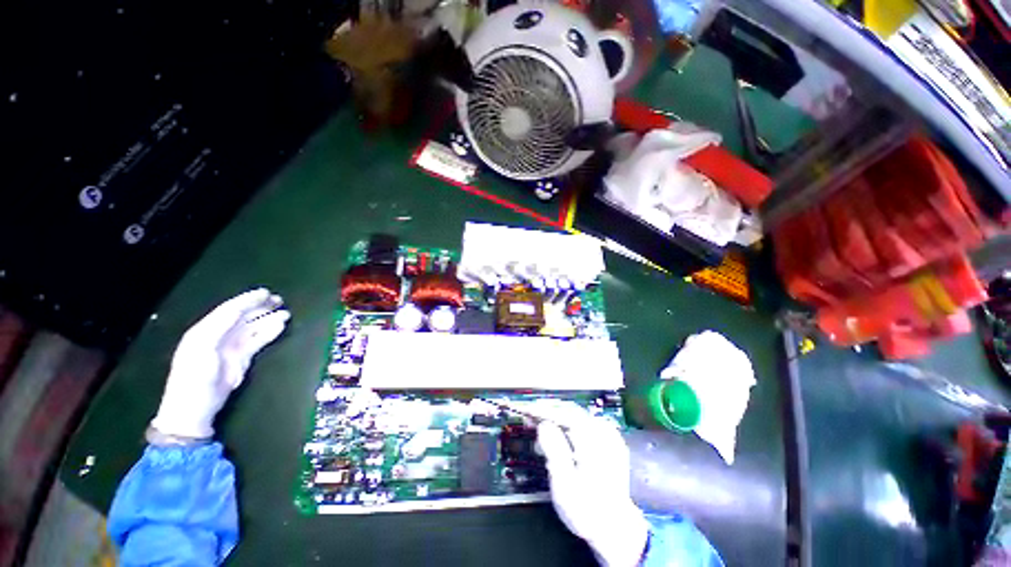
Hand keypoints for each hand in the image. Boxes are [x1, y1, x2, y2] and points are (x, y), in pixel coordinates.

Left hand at [151, 288, 290, 438]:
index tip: (266, 293)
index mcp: (205, 330)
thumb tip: (239, 310)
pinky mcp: (241, 359)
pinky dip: (269, 333)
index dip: (247, 300)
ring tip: (285, 313)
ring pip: (253, 328)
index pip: (230, 310)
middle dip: (260, 307)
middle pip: (243, 317)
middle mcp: (219, 335)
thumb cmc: (194, 376)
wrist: (194, 408)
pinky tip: (280, 327)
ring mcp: (231, 347)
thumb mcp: (202, 348)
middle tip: (280, 300)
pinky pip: (258, 341)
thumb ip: (219, 327)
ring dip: (269, 319)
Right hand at [532, 401, 649, 566]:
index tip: (528, 410)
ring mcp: (610, 437)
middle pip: (572, 412)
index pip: (565, 414)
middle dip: (550, 413)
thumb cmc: (586, 510)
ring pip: (578, 417)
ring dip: (559, 418)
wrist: (615, 529)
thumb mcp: (564, 484)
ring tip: (543, 429)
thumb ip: (554, 450)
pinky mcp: (611, 443)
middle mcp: (604, 434)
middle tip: (531, 419)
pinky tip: (563, 433)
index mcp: (593, 442)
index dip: (544, 410)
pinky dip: (571, 424)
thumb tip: (543, 425)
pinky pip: (587, 424)